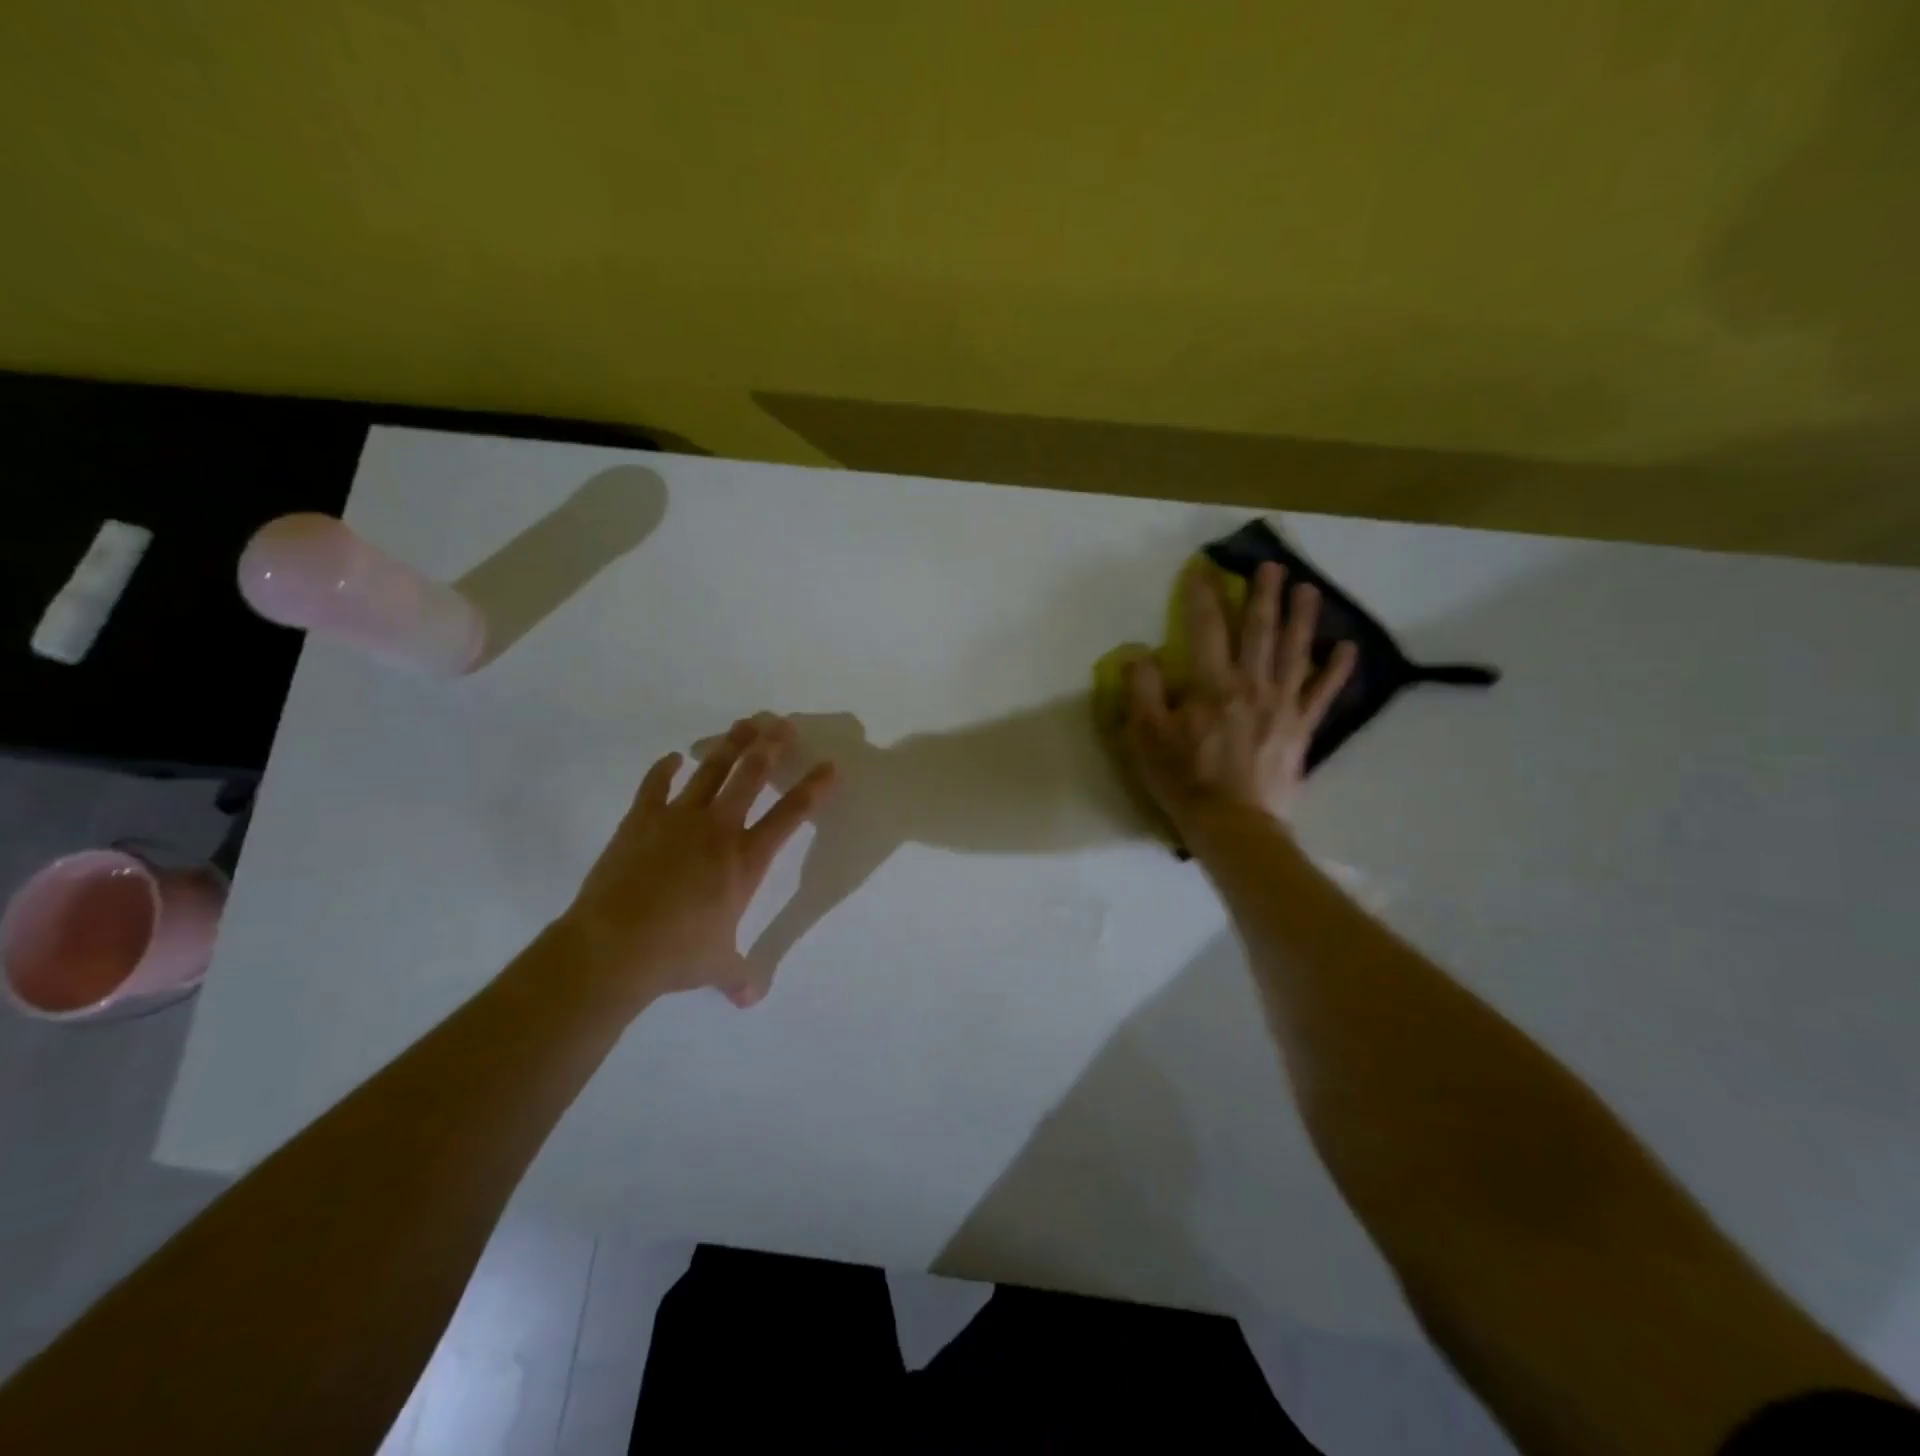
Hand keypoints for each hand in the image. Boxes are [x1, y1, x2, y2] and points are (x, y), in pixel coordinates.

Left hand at [561, 714, 835, 1011]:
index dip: (813, 789)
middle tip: (782, 723)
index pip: (790, 816)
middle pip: (750, 776)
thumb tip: (751, 1000)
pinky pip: (655, 785)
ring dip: (729, 745)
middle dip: (770, 747)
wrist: (613, 948)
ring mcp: (677, 820)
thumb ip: (740, 976)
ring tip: (743, 724)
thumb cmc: (676, 955)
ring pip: (711, 771)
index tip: (829, 766)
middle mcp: (718, 830)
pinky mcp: (640, 820)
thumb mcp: (717, 967)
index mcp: (745, 861)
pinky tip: (673, 757)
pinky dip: (664, 769)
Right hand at [1116, 561, 1355, 842]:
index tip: (1202, 568)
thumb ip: (1142, 691)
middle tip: (1271, 566)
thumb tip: (1140, 654)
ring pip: (1294, 651)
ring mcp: (1283, 704)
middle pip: (1259, 630)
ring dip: (1302, 617)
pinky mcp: (1302, 728)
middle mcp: (1252, 683)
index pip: (1205, 627)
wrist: (1234, 824)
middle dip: (1263, 595)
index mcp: (1212, 683)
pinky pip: (1323, 693)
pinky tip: (1346, 648)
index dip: (1202, 595)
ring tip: (1308, 589)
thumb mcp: (1146, 736)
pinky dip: (1336, 670)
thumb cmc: (1184, 779)